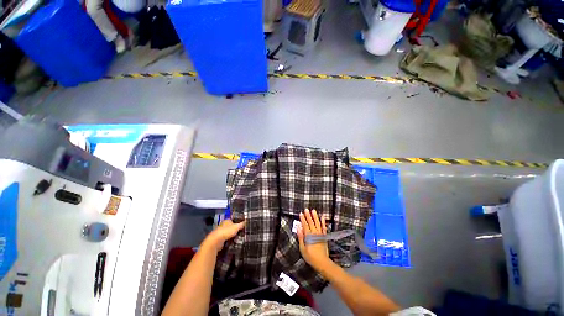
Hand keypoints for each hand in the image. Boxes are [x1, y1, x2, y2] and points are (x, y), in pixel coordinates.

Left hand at [202, 219, 244, 252]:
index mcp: (227, 220)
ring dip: (231, 236)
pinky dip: (228, 240)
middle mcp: (223, 225)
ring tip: (238, 238)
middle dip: (235, 230)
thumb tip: (247, 221)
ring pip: (228, 233)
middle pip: (231, 227)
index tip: (242, 226)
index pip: (233, 220)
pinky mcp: (218, 239)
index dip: (238, 223)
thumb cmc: (227, 231)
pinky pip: (225, 239)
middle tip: (241, 233)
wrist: (216, 241)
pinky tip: (232, 242)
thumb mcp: (237, 227)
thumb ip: (242, 224)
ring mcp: (220, 232)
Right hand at [297, 209, 329, 269]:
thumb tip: (298, 228)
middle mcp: (315, 233)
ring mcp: (320, 234)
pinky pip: (323, 227)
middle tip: (306, 209)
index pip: (305, 225)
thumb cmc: (311, 257)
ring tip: (313, 211)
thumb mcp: (302, 248)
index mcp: (309, 236)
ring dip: (315, 216)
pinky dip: (323, 222)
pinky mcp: (324, 236)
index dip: (302, 219)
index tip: (301, 213)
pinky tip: (322, 217)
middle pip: (311, 222)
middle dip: (308, 215)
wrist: (322, 262)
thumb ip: (301, 237)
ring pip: (317, 223)